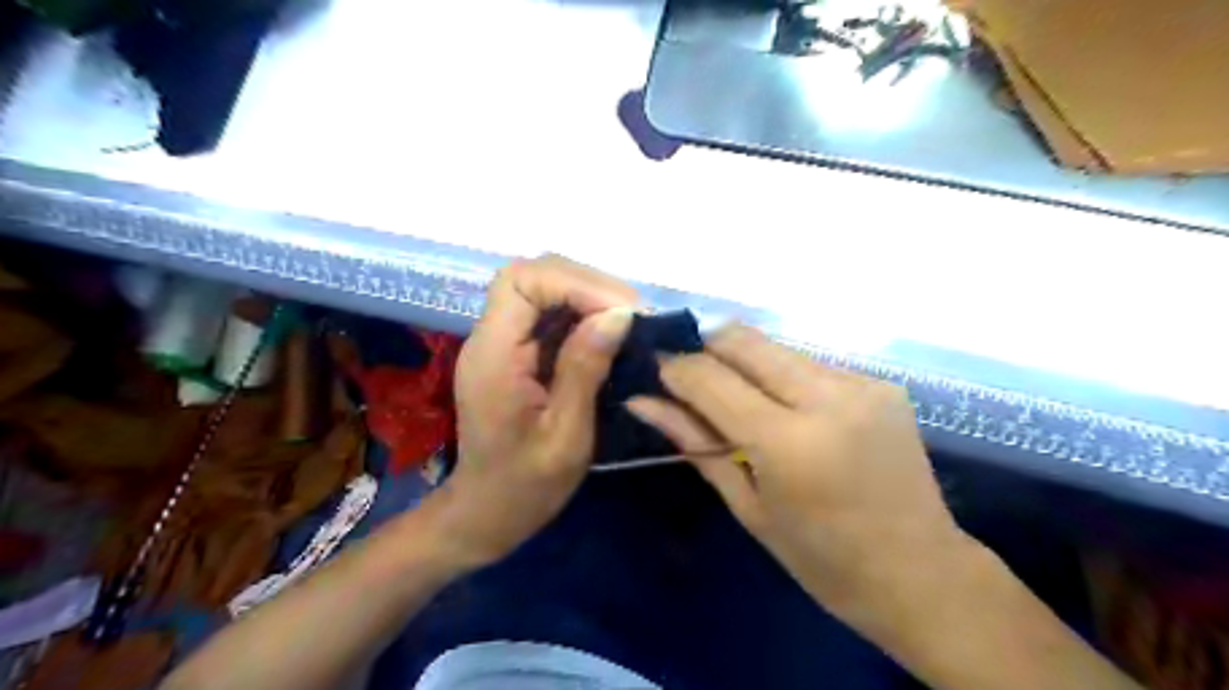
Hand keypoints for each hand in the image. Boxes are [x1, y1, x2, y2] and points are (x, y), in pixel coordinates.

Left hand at [434, 255, 632, 568]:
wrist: (488, 512)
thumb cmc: (526, 486)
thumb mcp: (566, 436)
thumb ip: (585, 369)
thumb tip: (619, 314)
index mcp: (493, 355)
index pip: (522, 281)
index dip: (574, 283)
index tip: (621, 312)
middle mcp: (491, 337)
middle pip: (532, 275)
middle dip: (587, 283)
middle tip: (633, 314)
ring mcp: (503, 342)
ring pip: (542, 288)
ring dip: (589, 295)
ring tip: (629, 320)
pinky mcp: (517, 352)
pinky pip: (549, 313)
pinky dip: (583, 313)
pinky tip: (609, 332)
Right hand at [629, 326, 964, 615]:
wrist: (921, 572)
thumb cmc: (821, 559)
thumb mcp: (747, 505)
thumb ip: (696, 442)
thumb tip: (642, 402)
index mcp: (787, 442)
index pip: (710, 377)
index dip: (675, 366)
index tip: (655, 369)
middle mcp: (826, 398)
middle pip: (744, 339)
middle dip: (706, 347)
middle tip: (689, 375)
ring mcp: (860, 384)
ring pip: (776, 346)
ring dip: (744, 361)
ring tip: (736, 396)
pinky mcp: (880, 383)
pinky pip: (809, 363)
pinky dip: (782, 375)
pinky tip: (784, 407)